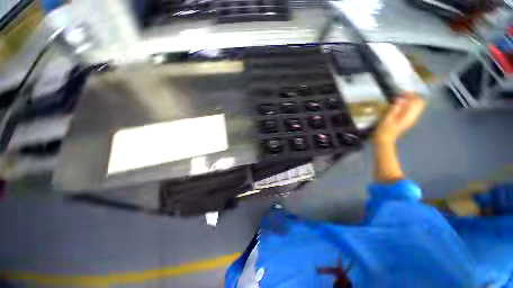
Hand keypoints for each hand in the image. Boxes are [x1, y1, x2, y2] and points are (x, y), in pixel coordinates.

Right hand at [374, 92, 425, 143]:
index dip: (411, 95)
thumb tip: (401, 99)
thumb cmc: (384, 130)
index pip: (416, 102)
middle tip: (403, 94)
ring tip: (402, 98)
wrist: (384, 140)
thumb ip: (395, 109)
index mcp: (409, 116)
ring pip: (417, 107)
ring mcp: (411, 119)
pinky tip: (401, 105)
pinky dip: (409, 106)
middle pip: (419, 104)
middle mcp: (413, 117)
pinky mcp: (407, 121)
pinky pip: (413, 111)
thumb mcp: (387, 119)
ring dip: (411, 101)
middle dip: (413, 97)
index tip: (403, 92)